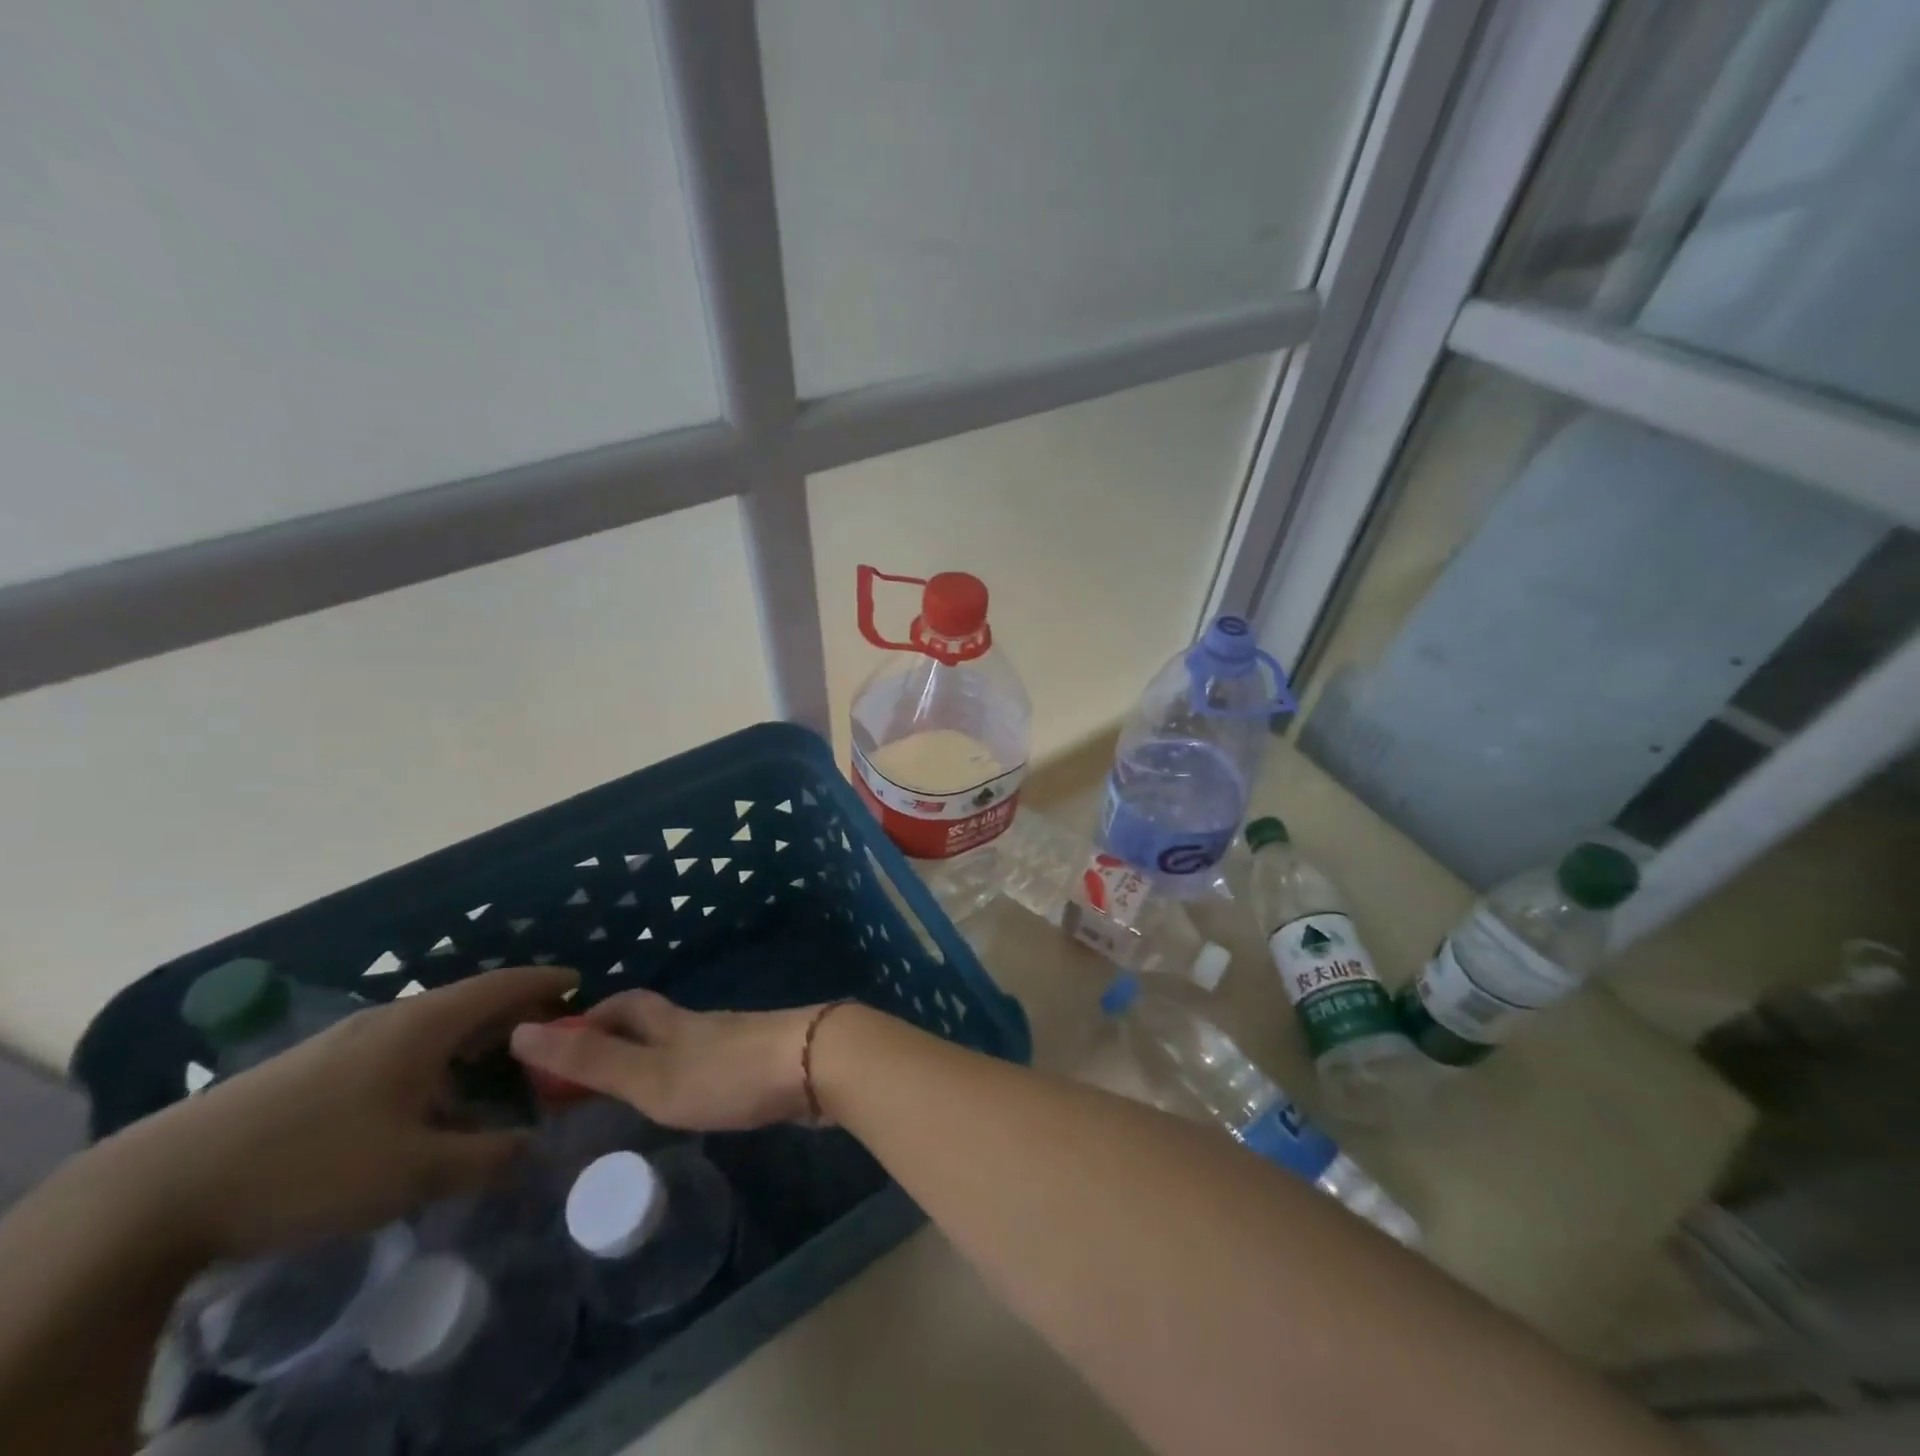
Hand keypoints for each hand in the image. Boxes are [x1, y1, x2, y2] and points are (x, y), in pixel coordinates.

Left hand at [104, 965, 577, 1261]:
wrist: (153, 1193)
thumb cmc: (308, 1166)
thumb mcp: (411, 1173)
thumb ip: (484, 1159)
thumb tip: (533, 1150)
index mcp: (421, 1027)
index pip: (500, 986)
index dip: (543, 982)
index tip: (579, 982)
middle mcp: (387, 1020)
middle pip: (466, 1003)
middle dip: (511, 1015)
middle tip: (546, 1034)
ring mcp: (342, 1042)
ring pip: (427, 1030)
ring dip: (468, 1043)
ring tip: (491, 1072)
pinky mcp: (308, 1070)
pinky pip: (394, 1050)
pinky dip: (430, 1062)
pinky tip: (420, 1105)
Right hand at [509, 990, 818, 1131]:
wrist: (817, 1064)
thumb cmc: (728, 1074)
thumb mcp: (652, 1075)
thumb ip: (594, 1061)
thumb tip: (522, 1030)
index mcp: (673, 1023)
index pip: (625, 1004)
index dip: (591, 1015)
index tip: (561, 1038)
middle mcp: (704, 1024)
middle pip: (656, 1018)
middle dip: (622, 1033)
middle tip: (593, 1069)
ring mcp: (739, 1040)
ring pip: (688, 1040)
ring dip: (658, 1055)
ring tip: (636, 1089)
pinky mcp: (765, 1061)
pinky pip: (717, 1062)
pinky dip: (693, 1073)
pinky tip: (697, 1098)